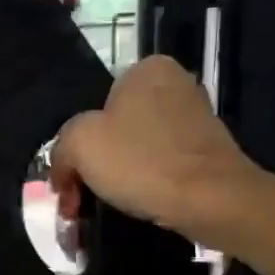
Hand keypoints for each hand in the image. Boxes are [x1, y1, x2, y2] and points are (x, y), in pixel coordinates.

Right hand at [51, 56, 267, 247]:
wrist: (213, 202)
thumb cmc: (141, 161)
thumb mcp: (78, 144)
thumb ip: (61, 148)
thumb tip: (64, 169)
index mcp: (146, 69)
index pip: (95, 104)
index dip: (77, 142)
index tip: (71, 175)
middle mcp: (176, 84)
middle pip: (115, 127)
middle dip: (96, 161)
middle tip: (80, 194)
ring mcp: (197, 118)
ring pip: (137, 148)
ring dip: (117, 176)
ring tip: (103, 205)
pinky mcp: (209, 151)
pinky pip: (162, 164)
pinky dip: (146, 183)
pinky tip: (137, 204)